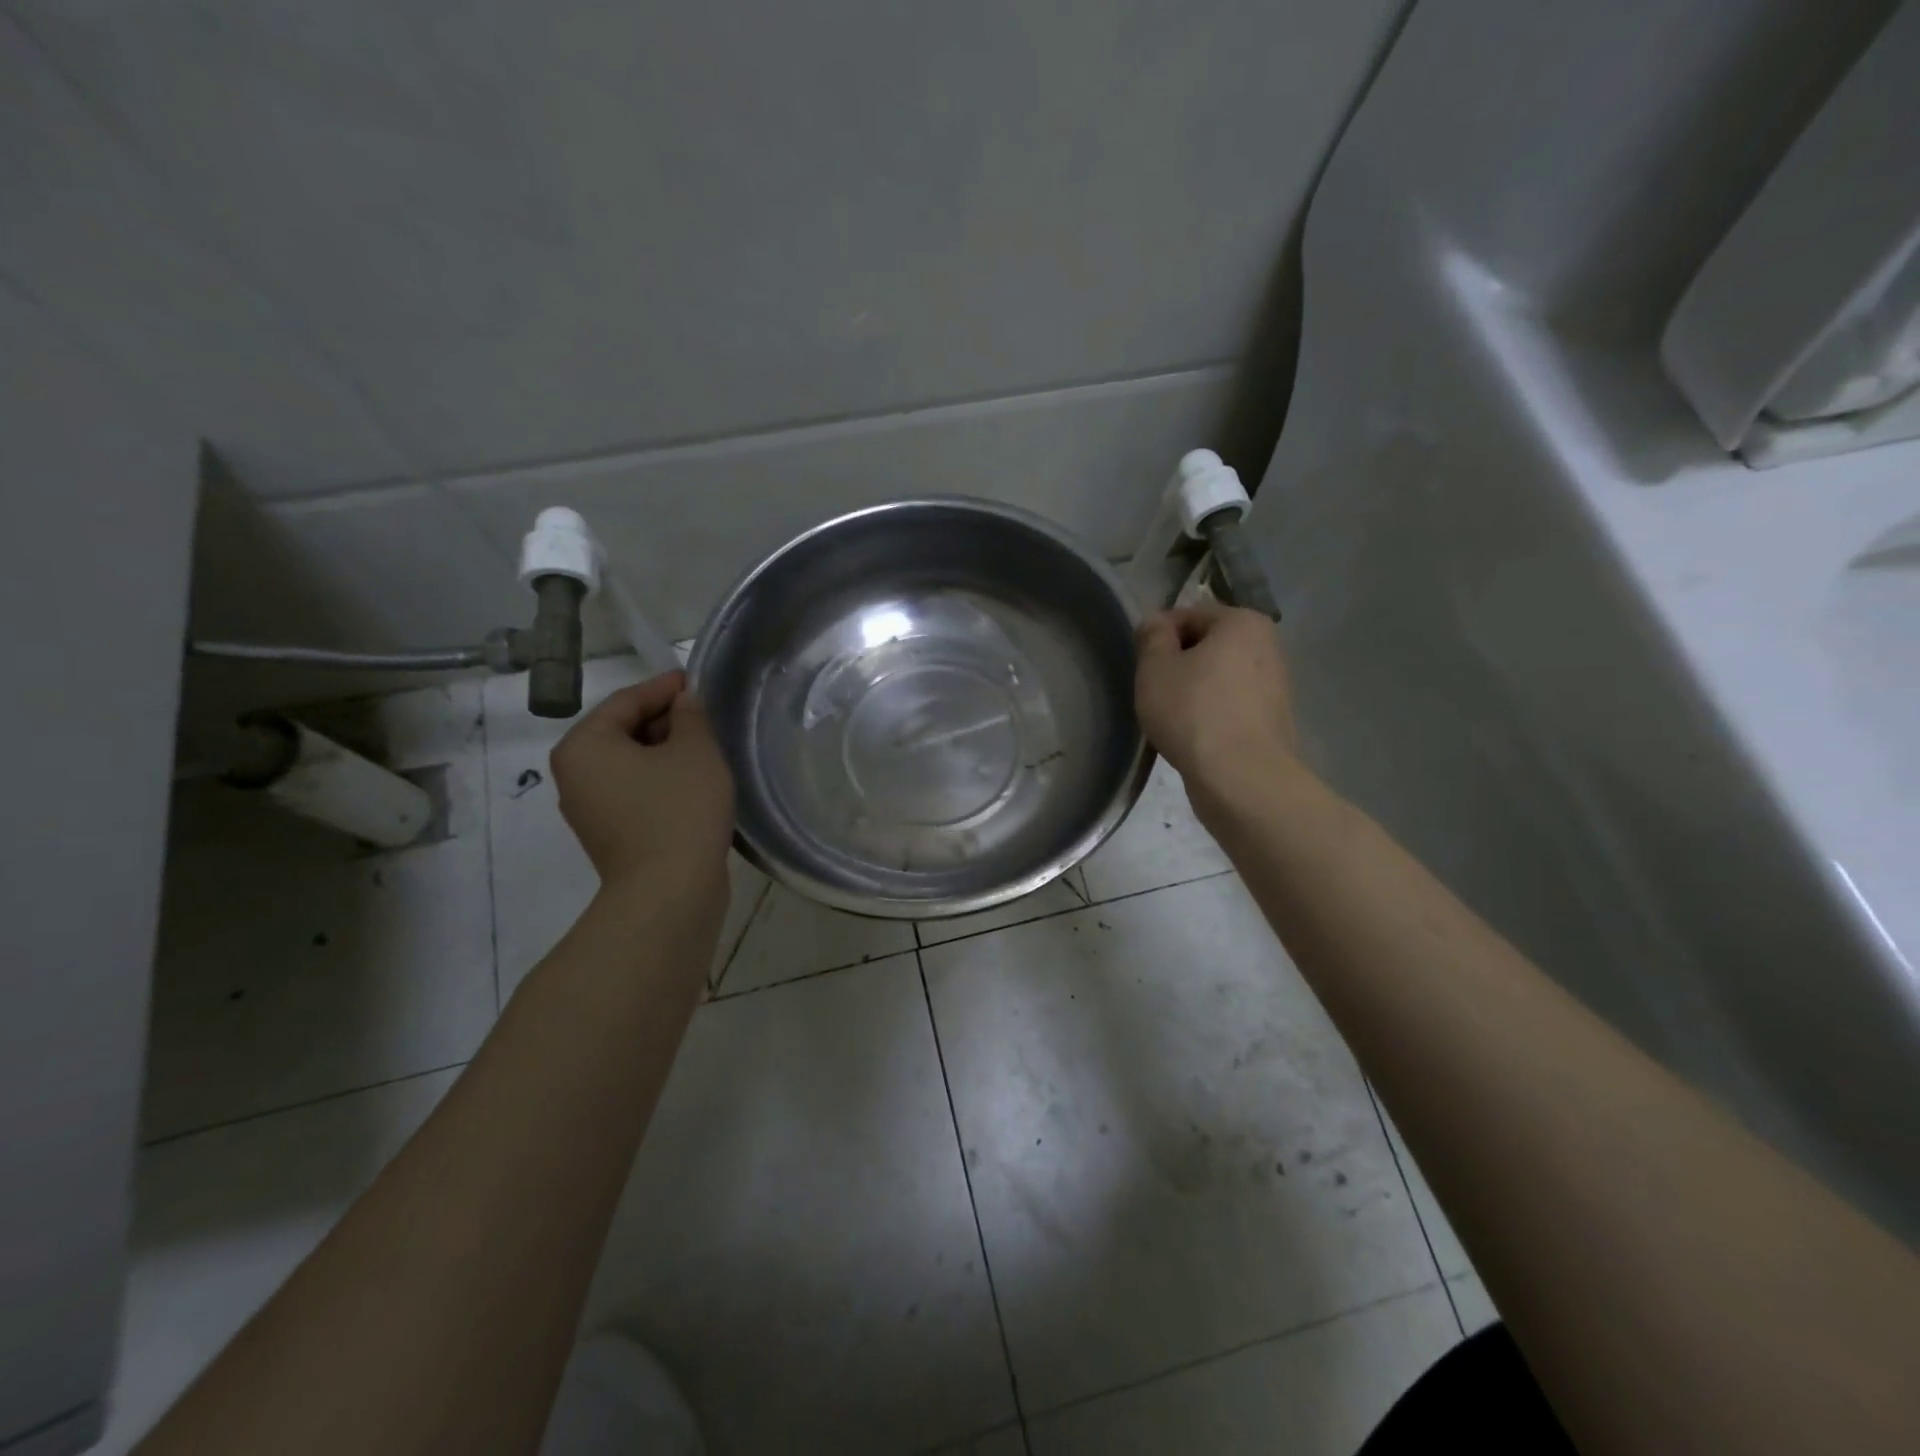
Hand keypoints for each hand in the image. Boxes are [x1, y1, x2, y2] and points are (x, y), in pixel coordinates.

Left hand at [549, 671, 734, 898]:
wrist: (669, 892)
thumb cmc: (679, 809)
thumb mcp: (695, 751)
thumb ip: (690, 716)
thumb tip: (684, 702)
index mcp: (584, 746)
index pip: (626, 701)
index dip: (664, 687)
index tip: (696, 681)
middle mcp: (575, 775)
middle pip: (623, 731)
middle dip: (665, 720)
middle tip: (706, 715)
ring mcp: (590, 809)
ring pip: (631, 764)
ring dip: (666, 752)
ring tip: (706, 747)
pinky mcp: (611, 835)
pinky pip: (635, 792)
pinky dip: (661, 780)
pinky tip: (695, 782)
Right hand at [1135, 602, 1297, 791]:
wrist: (1241, 778)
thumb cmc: (1193, 712)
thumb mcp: (1155, 668)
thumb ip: (1152, 636)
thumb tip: (1157, 624)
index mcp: (1242, 622)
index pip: (1188, 615)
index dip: (1158, 637)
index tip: (1142, 666)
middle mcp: (1268, 645)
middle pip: (1208, 645)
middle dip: (1179, 663)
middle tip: (1154, 692)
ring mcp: (1275, 685)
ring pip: (1220, 677)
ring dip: (1195, 690)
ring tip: (1173, 717)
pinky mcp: (1274, 720)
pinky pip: (1232, 705)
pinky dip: (1212, 713)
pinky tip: (1195, 735)